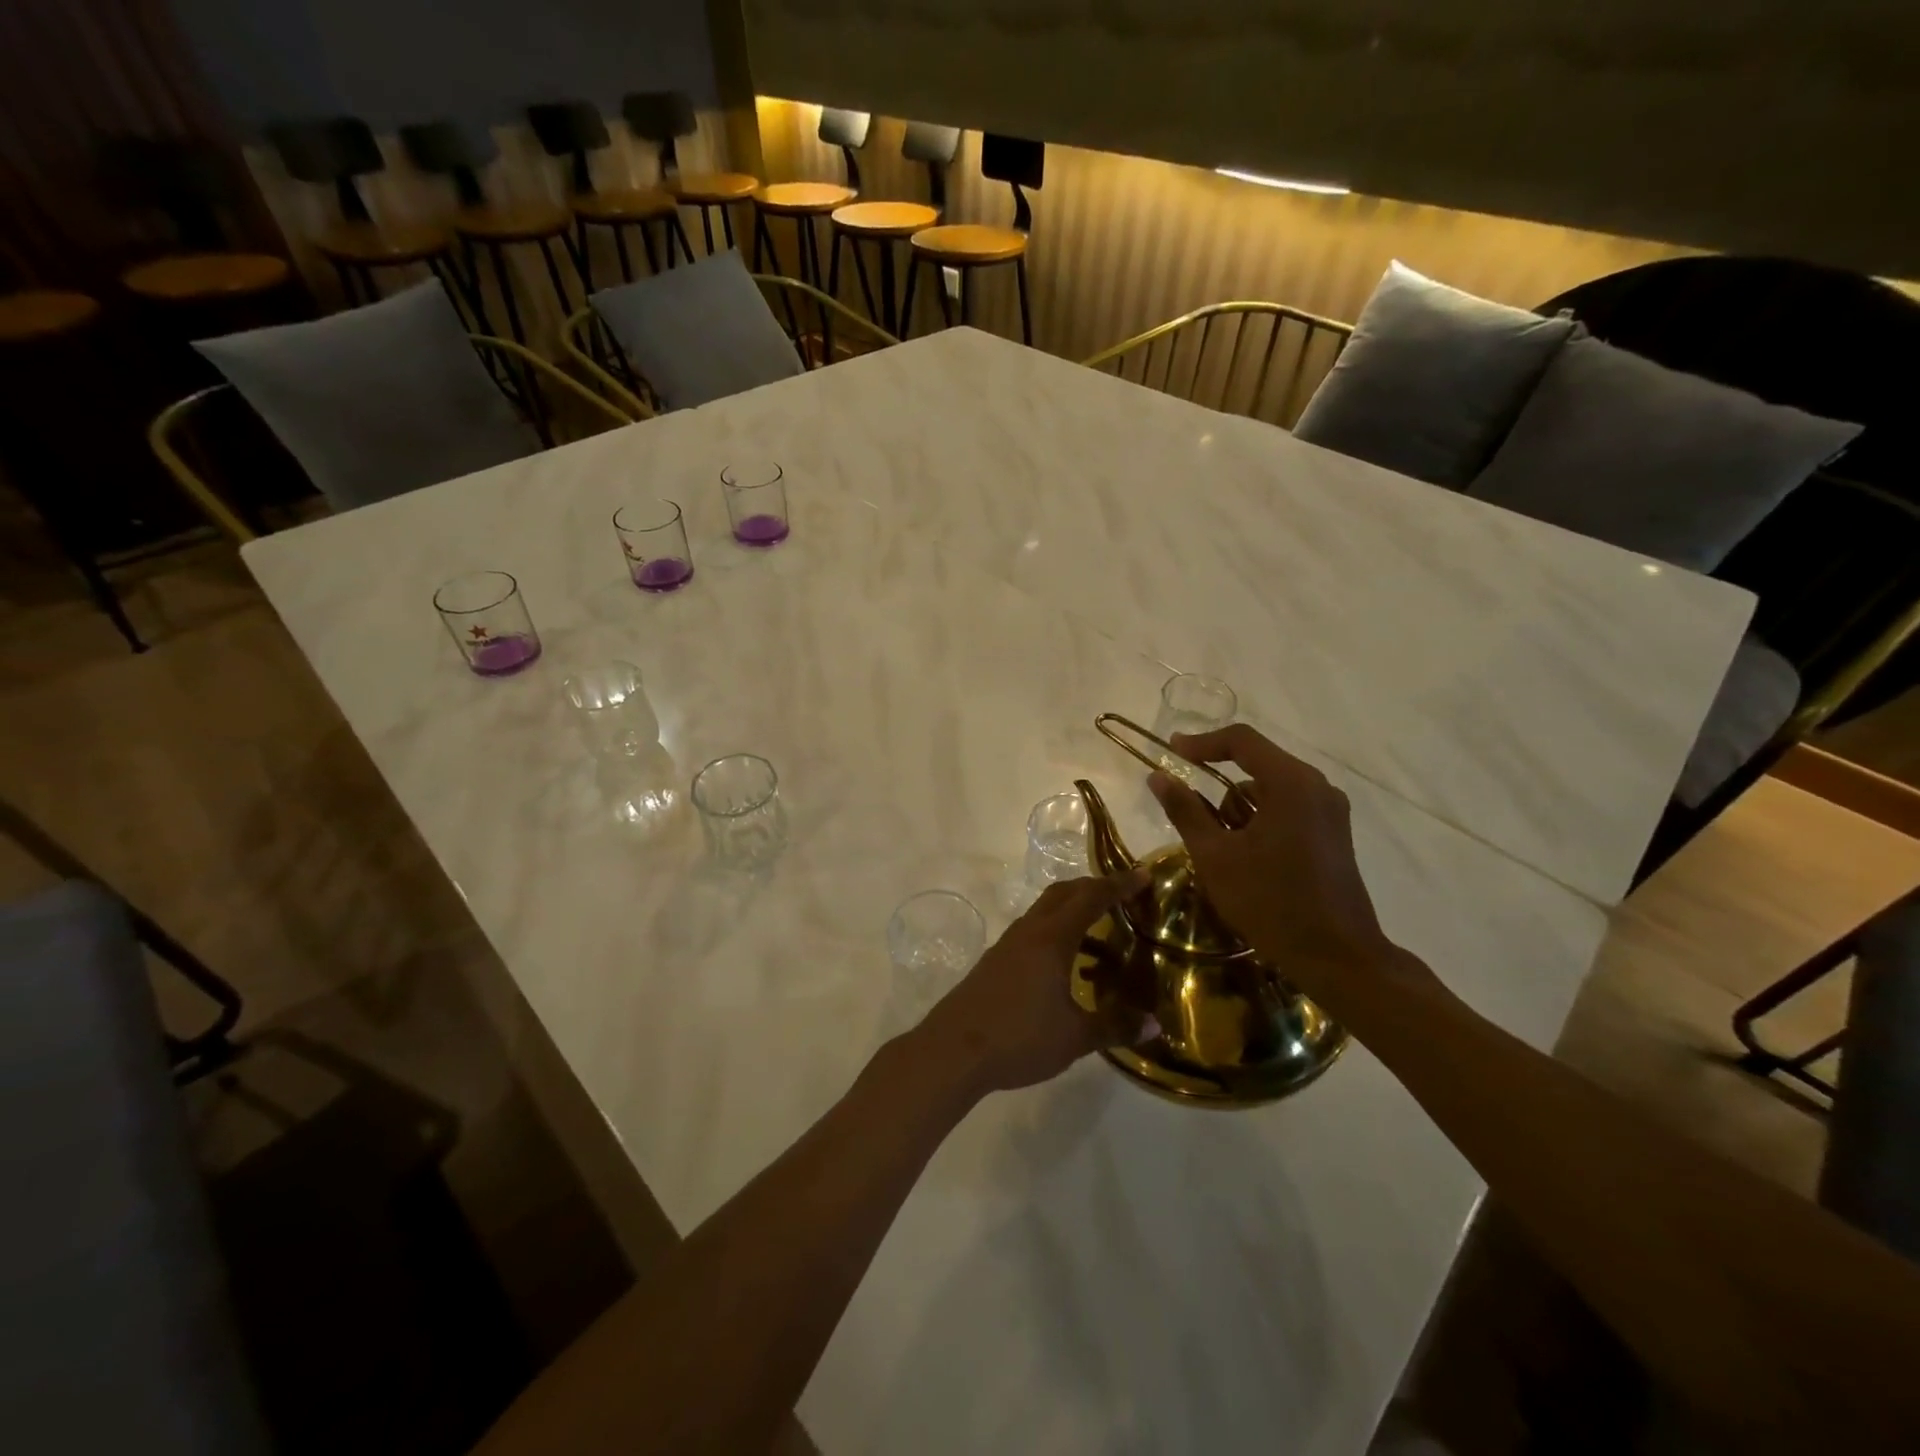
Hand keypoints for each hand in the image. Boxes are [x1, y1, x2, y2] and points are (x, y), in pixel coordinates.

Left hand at [911, 870, 1150, 1098]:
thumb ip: (1115, 1026)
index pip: (1091, 898)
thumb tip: (1154, 1025)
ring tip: (1101, 936)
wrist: (953, 1050)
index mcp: (1052, 938)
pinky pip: (1032, 933)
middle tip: (1122, 896)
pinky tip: (1066, 969)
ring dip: (1073, 912)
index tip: (1143, 874)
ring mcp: (1008, 944)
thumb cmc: (1019, 1037)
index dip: (1118, 884)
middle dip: (1094, 888)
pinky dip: (1055, 934)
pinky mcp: (995, 961)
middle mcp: (1029, 931)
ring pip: (1045, 912)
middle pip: (1064, 894)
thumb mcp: (1074, 1037)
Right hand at [1148, 725, 1412, 998]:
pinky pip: (1288, 809)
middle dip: (1220, 789)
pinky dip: (1261, 822)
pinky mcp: (1334, 833)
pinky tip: (1249, 859)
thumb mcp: (1215, 856)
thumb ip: (1185, 810)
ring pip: (1270, 790)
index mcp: (1292, 783)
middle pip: (1256, 765)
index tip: (1171, 751)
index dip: (1202, 743)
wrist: (1336, 957)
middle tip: (1195, 819)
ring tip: (1225, 853)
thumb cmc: (1270, 902)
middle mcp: (1317, 787)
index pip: (1241, 741)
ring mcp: (1330, 811)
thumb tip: (1158, 777)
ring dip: (1241, 810)